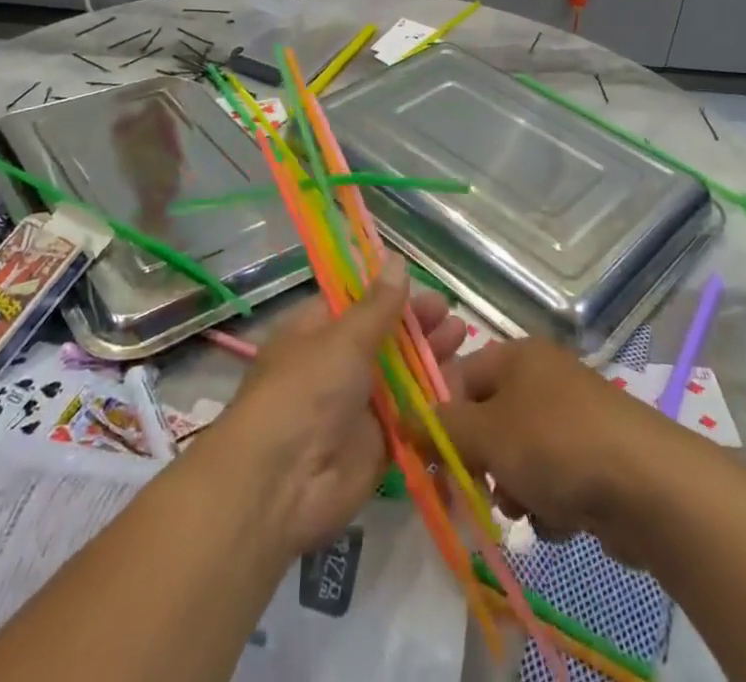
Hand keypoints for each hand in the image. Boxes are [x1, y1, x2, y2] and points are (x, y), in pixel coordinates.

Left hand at [208, 261, 465, 556]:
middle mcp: (335, 365)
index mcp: (315, 332)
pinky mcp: (376, 446)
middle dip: (417, 326)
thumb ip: (378, 305)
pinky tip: (463, 384)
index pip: (356, 303)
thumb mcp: (343, 338)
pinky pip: (410, 418)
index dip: (389, 293)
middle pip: (383, 339)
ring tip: (463, 340)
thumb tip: (397, 260)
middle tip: (451, 315)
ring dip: (430, 359)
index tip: (423, 286)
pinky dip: (434, 403)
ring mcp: (356, 407)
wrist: (281, 485)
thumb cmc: (305, 391)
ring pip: (401, 377)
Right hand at [438, 337, 685, 569]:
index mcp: (516, 356)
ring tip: (528, 507)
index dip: (440, 417)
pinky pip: (550, 479)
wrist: (649, 486)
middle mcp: (542, 378)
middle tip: (478, 491)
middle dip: (481, 461)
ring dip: (514, 488)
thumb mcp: (487, 434)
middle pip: (488, 420)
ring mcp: (571, 417)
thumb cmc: (556, 444)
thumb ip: (440, 428)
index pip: (459, 377)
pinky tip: (560, 518)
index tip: (431, 460)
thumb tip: (403, 420)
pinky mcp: (594, 458)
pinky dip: (548, 503)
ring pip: (517, 457)